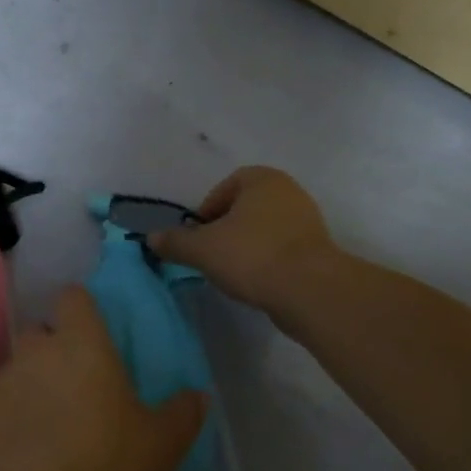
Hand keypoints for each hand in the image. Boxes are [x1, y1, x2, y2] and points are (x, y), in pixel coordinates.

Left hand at [0, 286, 203, 470]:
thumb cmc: (106, 469)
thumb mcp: (162, 446)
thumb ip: (183, 413)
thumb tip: (197, 396)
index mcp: (81, 343)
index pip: (74, 297)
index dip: (84, 312)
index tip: (98, 338)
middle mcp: (37, 351)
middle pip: (43, 331)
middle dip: (58, 349)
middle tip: (82, 386)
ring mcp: (4, 383)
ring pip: (22, 367)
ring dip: (36, 383)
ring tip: (58, 424)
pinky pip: (3, 403)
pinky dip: (16, 416)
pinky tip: (32, 452)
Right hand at [150, 166, 338, 315]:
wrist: (310, 291)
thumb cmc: (252, 255)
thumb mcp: (202, 249)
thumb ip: (175, 242)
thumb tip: (151, 238)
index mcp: (262, 179)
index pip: (225, 187)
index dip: (207, 211)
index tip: (198, 236)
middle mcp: (288, 191)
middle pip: (245, 208)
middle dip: (226, 229)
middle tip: (211, 253)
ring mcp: (308, 220)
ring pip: (264, 229)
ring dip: (246, 246)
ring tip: (232, 271)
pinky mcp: (318, 249)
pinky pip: (282, 249)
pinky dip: (266, 261)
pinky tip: (256, 282)